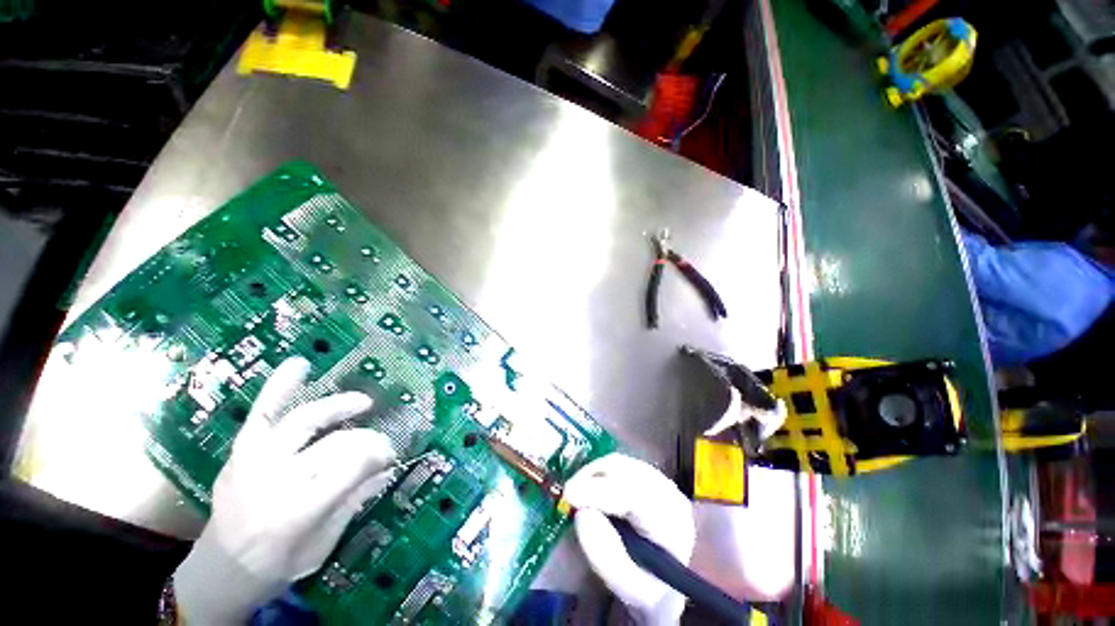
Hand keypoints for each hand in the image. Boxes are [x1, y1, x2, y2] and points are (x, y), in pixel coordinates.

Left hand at [174, 357, 396, 624]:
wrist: (218, 574)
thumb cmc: (277, 566)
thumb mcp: (323, 544)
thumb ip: (354, 501)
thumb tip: (387, 467)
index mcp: (296, 514)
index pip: (350, 469)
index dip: (377, 456)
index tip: (392, 454)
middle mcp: (273, 482)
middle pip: (332, 446)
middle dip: (366, 439)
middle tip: (383, 441)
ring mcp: (253, 463)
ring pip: (301, 421)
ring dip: (337, 407)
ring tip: (363, 402)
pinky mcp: (240, 455)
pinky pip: (263, 414)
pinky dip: (280, 388)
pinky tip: (299, 365)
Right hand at [563, 454, 694, 625]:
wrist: (667, 580)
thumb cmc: (646, 586)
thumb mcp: (627, 585)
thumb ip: (605, 555)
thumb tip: (582, 514)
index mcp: (672, 526)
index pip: (635, 497)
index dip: (600, 491)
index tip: (570, 495)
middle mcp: (670, 495)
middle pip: (626, 472)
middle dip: (593, 478)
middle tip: (569, 494)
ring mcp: (661, 480)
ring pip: (621, 463)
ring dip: (594, 473)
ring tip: (578, 492)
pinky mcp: (650, 474)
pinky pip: (620, 463)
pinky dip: (600, 472)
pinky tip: (591, 487)